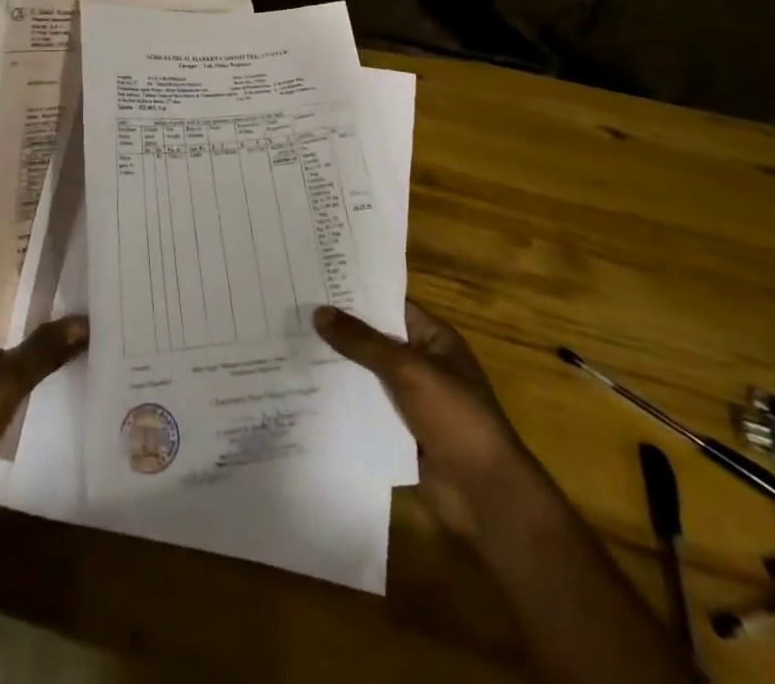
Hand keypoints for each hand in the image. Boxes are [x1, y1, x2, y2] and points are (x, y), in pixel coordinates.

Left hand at [0, 289, 87, 527]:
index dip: (31, 281)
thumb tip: (85, 320)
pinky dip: (31, 372)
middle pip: (5, 320)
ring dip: (38, 346)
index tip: (69, 273)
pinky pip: (8, 376)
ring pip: (8, 349)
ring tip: (82, 331)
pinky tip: (64, 370)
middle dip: (41, 315)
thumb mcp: (4, 382)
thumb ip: (43, 349)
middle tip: (84, 301)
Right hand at [315, 299, 523, 539]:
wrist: (486, 496)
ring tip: (287, 345)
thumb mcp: (408, 370)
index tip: (314, 279)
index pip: (389, 304)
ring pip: (365, 375)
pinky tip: (303, 391)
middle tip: (291, 309)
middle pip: (373, 339)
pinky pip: (365, 408)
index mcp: (433, 339)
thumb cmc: (456, 419)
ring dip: (335, 366)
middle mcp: (421, 363)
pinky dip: (341, 402)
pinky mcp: (399, 432)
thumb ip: (363, 342)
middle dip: (338, 329)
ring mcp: (410, 400)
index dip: (355, 293)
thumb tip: (319, 311)